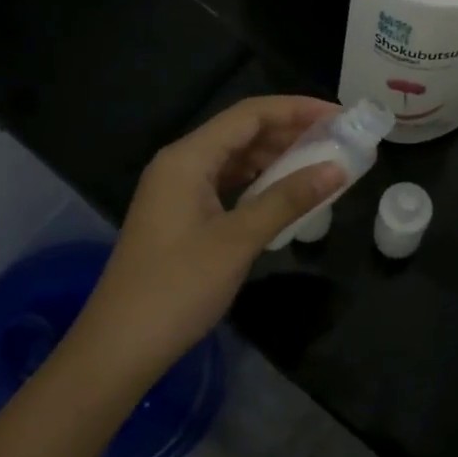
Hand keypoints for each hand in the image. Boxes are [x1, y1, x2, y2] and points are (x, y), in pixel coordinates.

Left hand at [70, 96, 344, 383]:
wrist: (119, 347)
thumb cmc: (177, 288)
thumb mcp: (238, 240)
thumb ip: (287, 199)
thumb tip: (337, 168)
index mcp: (188, 157)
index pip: (249, 114)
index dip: (296, 109)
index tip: (339, 115)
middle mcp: (180, 163)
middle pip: (241, 131)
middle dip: (289, 131)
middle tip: (337, 139)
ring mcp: (177, 190)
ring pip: (233, 158)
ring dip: (274, 157)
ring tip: (320, 161)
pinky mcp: (180, 215)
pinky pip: (225, 183)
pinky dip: (257, 182)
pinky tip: (284, 191)